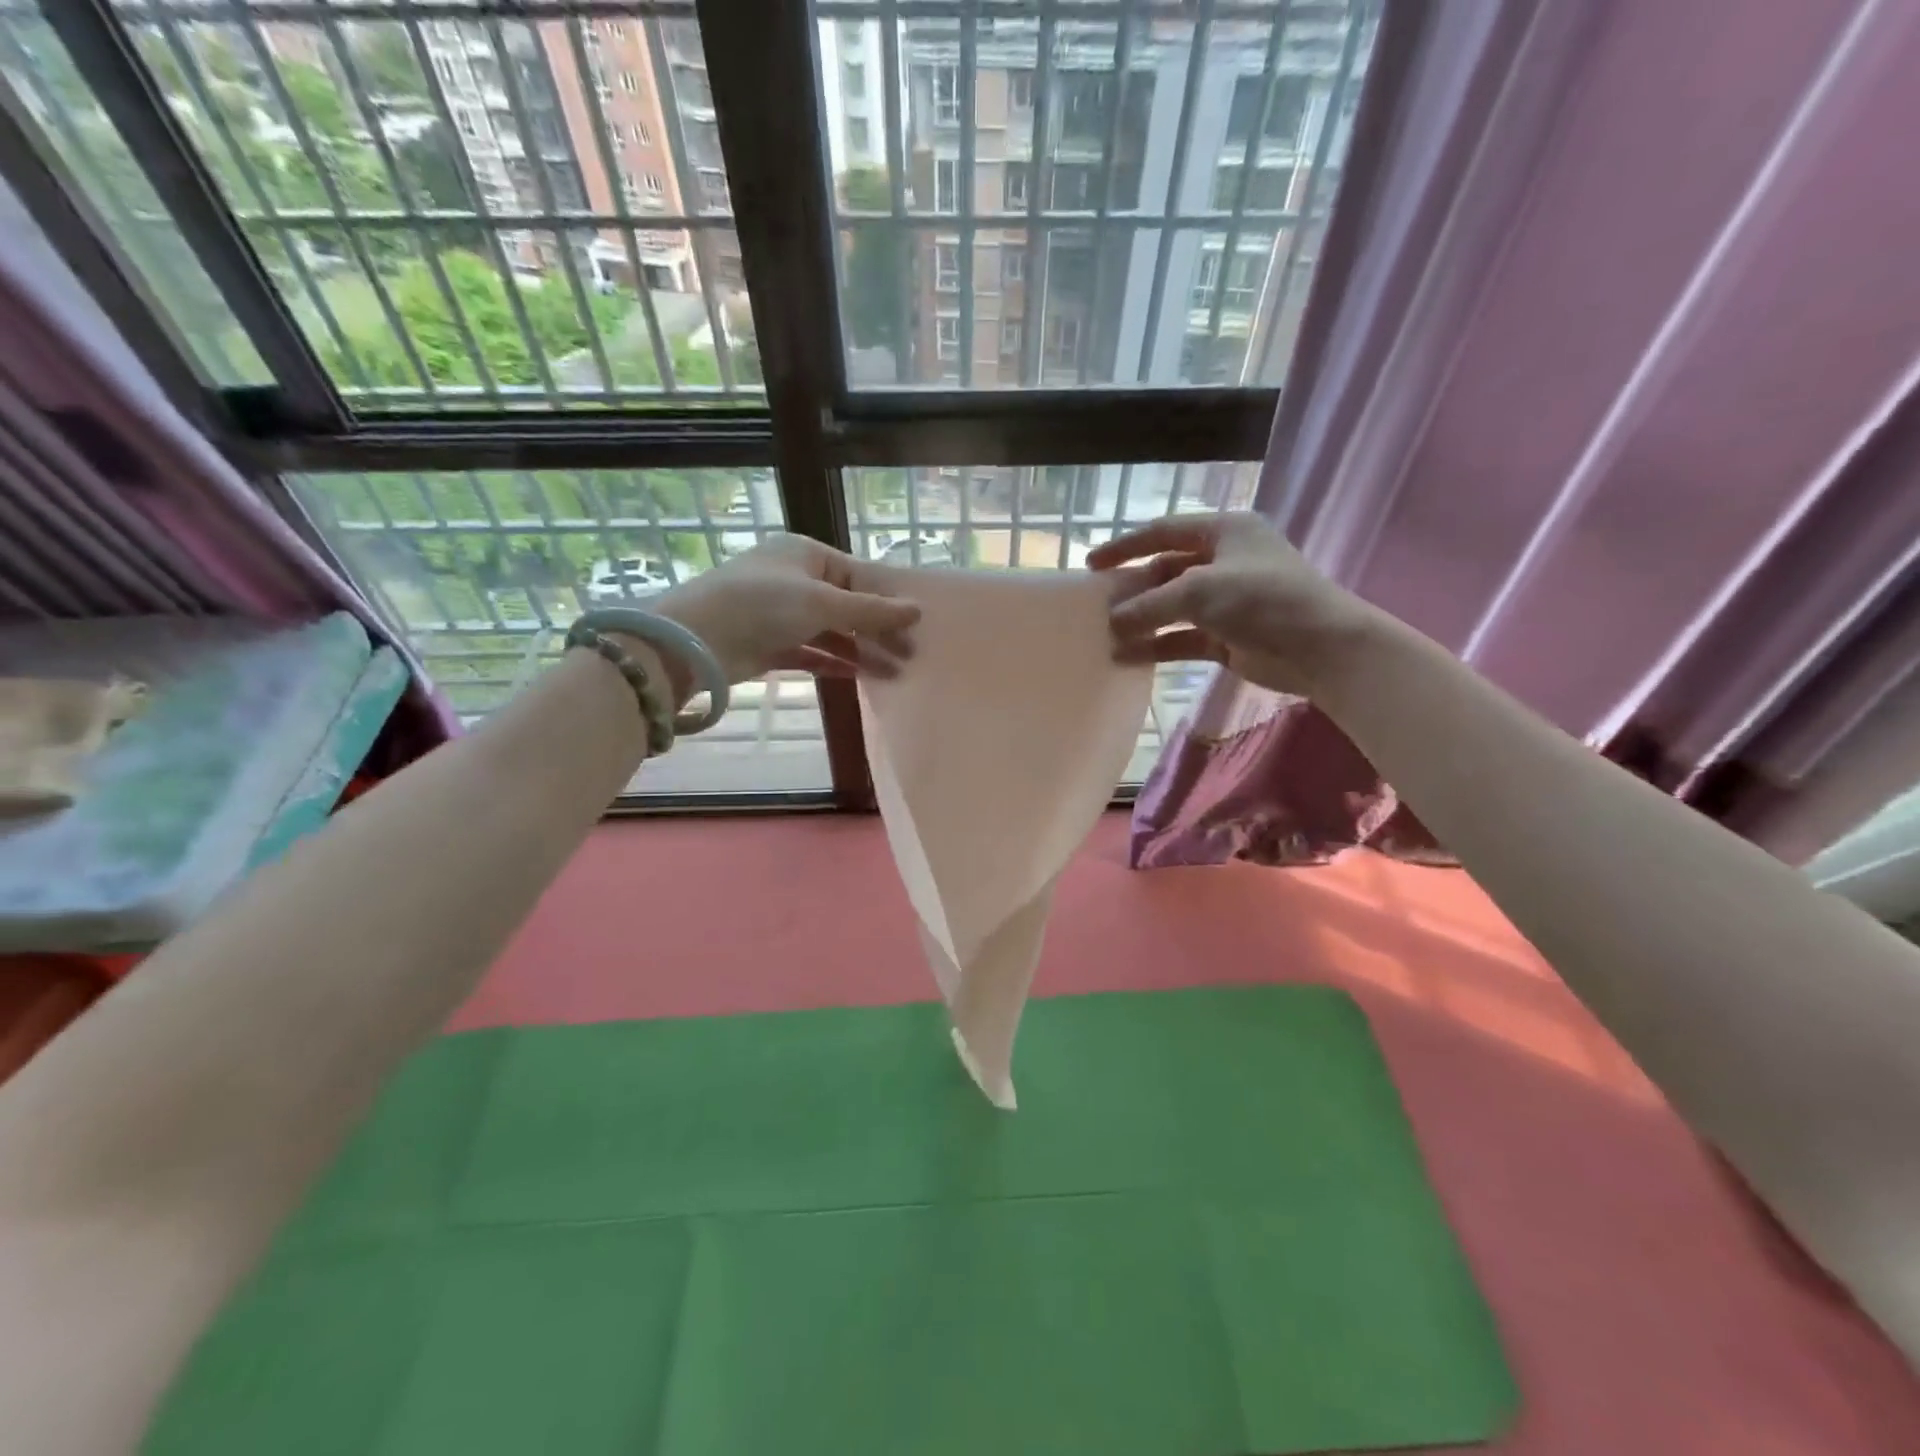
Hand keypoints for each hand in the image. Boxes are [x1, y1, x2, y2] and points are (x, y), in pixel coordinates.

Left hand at [649, 534, 918, 686]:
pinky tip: (859, 676)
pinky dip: (834, 662)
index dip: (889, 601)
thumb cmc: (762, 604)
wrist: (695, 639)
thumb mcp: (822, 602)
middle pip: (848, 605)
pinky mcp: (770, 644)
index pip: (859, 576)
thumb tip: (916, 610)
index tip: (917, 626)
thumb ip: (871, 610)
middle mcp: (795, 579)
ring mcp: (781, 613)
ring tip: (894, 673)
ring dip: (861, 651)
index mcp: (806, 554)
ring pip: (832, 632)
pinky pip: (812, 651)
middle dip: (879, 631)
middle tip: (911, 656)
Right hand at [1088, 513, 1376, 695]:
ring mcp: (1225, 601)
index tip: (1091, 565)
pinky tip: (1127, 657)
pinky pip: (1181, 638)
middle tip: (1097, 606)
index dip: (1125, 546)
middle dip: (1132, 589)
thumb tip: (1113, 622)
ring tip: (1107, 635)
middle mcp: (1224, 561)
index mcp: (1224, 531)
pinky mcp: (1226, 637)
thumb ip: (1150, 604)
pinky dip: (1157, 646)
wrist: (1321, 647)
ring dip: (1142, 621)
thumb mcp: (1199, 591)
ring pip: (1172, 608)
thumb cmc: (1262, 599)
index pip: (1164, 531)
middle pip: (1165, 571)